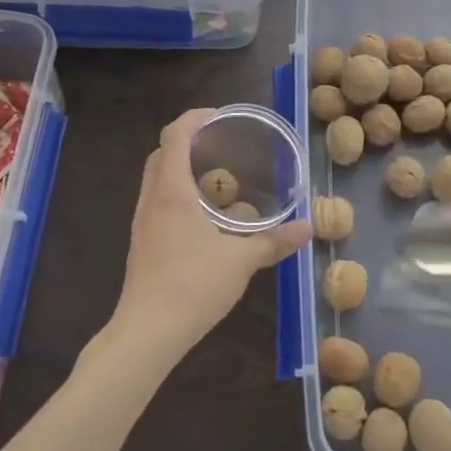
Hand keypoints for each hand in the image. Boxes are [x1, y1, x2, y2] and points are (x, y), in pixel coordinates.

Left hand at [110, 109, 311, 363]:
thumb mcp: (241, 261)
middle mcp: (151, 199)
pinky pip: (157, 200)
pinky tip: (204, 215)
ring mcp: (142, 222)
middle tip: (221, 144)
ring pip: (156, 178)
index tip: (220, 117)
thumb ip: (274, 242)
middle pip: (162, 153)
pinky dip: (177, 192)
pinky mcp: (142, 242)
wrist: (147, 333)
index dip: (194, 118)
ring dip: (181, 167)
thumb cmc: (192, 286)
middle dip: (188, 140)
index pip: (174, 136)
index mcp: (172, 192)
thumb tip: (308, 228)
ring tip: (217, 176)